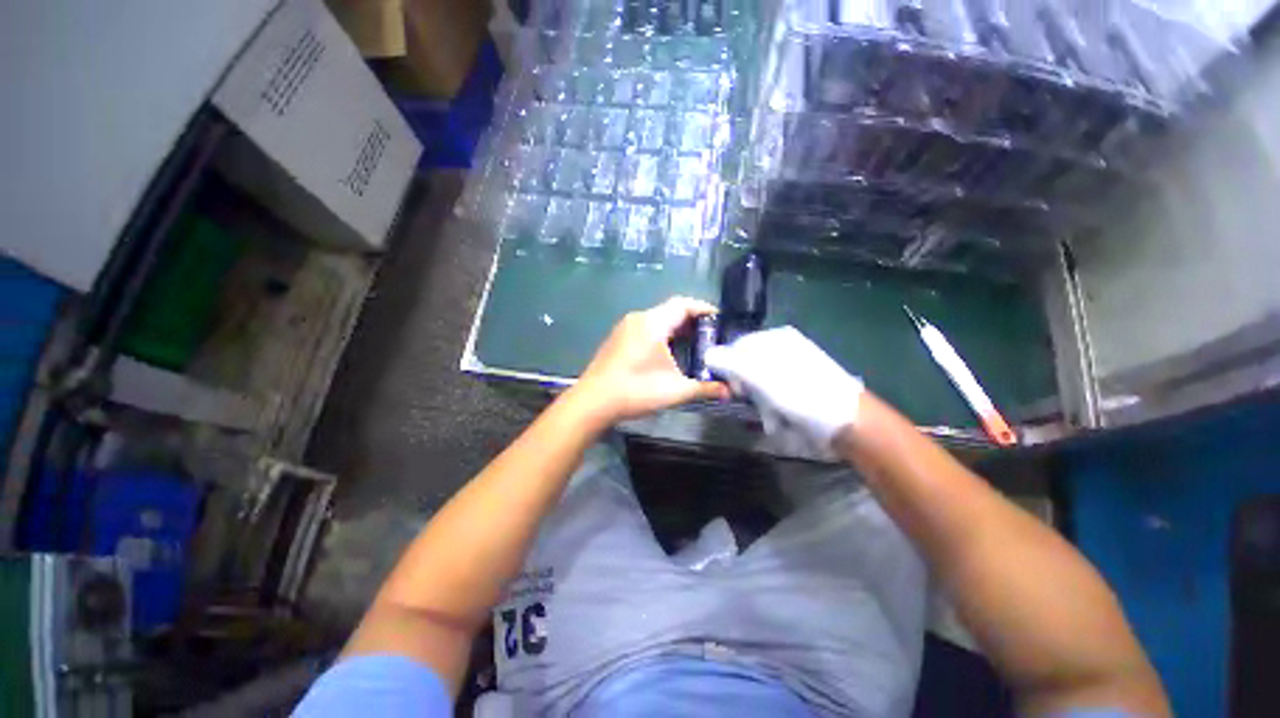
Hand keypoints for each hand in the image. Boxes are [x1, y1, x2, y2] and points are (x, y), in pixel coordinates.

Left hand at [570, 297, 729, 424]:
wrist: (593, 401)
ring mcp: (624, 327)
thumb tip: (730, 391)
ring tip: (691, 345)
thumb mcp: (675, 390)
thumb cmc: (636, 391)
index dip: (703, 309)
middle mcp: (638, 318)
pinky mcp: (617, 338)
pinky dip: (660, 334)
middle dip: (691, 321)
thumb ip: (705, 388)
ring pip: (656, 319)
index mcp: (653, 323)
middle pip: (670, 310)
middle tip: (709, 336)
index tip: (719, 320)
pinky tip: (666, 353)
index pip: (684, 304)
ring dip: (675, 328)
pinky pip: (644, 327)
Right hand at [704, 326, 862, 454]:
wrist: (847, 422)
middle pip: (748, 365)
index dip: (728, 366)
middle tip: (751, 402)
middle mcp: (784, 350)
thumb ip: (731, 363)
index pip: (737, 347)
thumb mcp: (761, 376)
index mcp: (775, 339)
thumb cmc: (801, 394)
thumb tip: (707, 354)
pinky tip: (781, 419)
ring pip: (760, 384)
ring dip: (760, 402)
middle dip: (746, 388)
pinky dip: (773, 408)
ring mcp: (795, 368)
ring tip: (771, 416)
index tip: (730, 387)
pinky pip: (775, 395)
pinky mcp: (801, 387)